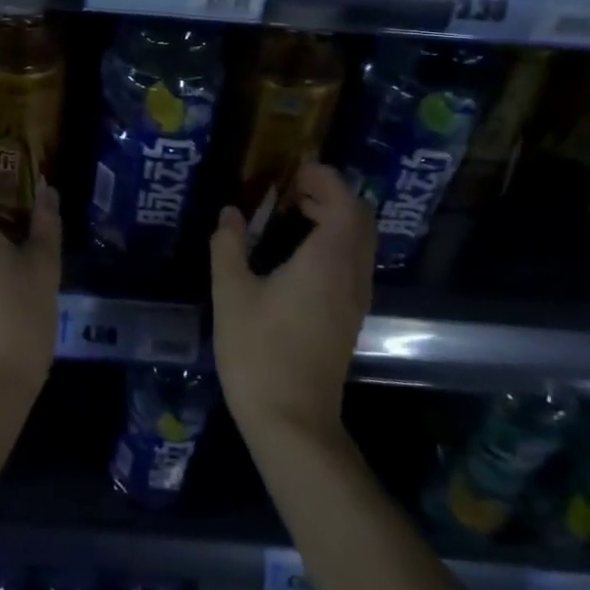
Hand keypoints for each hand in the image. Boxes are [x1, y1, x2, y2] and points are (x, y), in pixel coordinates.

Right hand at [210, 162, 375, 445]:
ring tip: (293, 213)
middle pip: (360, 219)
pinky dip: (335, 242)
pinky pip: (353, 263)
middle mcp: (351, 274)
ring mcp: (355, 299)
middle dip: (332, 194)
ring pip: (360, 242)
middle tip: (292, 187)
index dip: (325, 178)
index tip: (295, 168)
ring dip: (335, 218)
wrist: (292, 421)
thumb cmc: (258, 351)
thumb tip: (231, 213)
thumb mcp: (231, 293)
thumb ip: (229, 246)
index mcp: (326, 261)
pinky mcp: (349, 318)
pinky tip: (299, 253)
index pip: (344, 203)